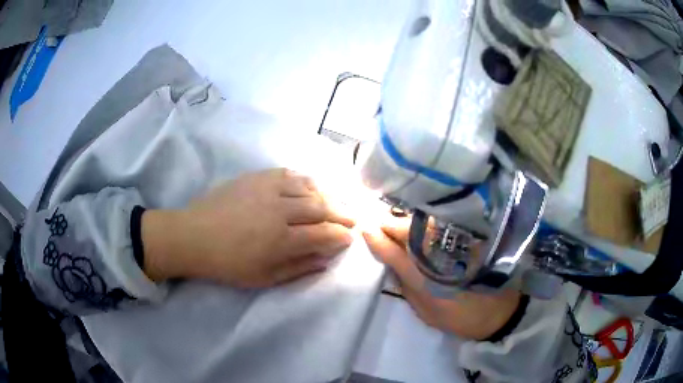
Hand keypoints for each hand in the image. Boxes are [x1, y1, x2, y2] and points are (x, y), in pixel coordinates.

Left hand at [142, 168, 354, 287]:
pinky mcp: (257, 177)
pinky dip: (306, 180)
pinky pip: (290, 174)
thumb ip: (298, 269)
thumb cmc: (228, 264)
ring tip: (337, 202)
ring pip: (309, 188)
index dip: (341, 236)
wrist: (193, 236)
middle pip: (322, 208)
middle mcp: (280, 211)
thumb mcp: (264, 278)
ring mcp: (268, 189)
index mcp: (281, 240)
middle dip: (342, 214)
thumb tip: (326, 260)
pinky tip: (312, 186)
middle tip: (352, 219)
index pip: (324, 234)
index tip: (350, 238)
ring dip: (328, 196)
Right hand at [362, 218, 520, 339]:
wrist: (500, 310)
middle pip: (404, 226)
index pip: (392, 248)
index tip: (362, 227)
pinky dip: (422, 219)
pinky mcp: (466, 235)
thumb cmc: (459, 317)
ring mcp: (452, 239)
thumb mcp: (425, 310)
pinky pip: (437, 221)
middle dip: (386, 222)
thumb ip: (406, 285)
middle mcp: (436, 250)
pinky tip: (417, 221)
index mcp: (423, 273)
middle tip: (374, 220)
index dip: (374, 236)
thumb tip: (389, 261)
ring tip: (392, 219)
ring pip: (420, 219)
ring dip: (404, 217)